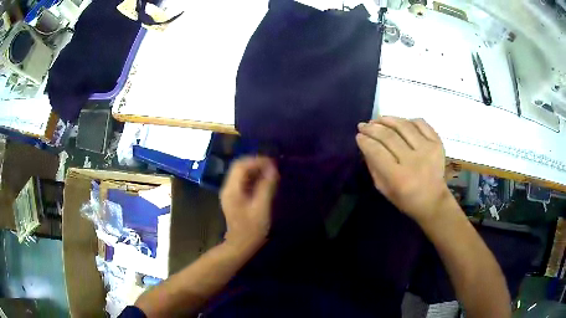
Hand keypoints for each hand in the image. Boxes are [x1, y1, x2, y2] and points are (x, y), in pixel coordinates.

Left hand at [220, 156, 278, 251]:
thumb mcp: (261, 208)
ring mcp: (230, 193)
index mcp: (232, 189)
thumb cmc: (251, 229)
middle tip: (273, 166)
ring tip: (271, 172)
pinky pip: (243, 182)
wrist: (240, 246)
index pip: (241, 165)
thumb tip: (273, 168)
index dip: (256, 160)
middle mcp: (228, 187)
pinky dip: (253, 178)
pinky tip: (264, 182)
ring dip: (255, 170)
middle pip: (239, 167)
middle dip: (256, 163)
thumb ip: (266, 187)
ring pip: (241, 174)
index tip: (272, 162)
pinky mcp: (234, 198)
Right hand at [356, 116, 450, 223]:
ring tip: (378, 119)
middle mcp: (414, 161)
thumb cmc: (406, 199)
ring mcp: (428, 149)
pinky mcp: (437, 143)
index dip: (365, 141)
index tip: (359, 136)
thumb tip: (366, 144)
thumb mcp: (383, 189)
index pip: (376, 151)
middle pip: (389, 136)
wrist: (433, 200)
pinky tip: (399, 123)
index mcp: (398, 177)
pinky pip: (421, 123)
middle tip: (363, 125)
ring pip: (403, 125)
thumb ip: (373, 166)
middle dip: (372, 128)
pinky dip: (408, 120)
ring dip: (387, 119)